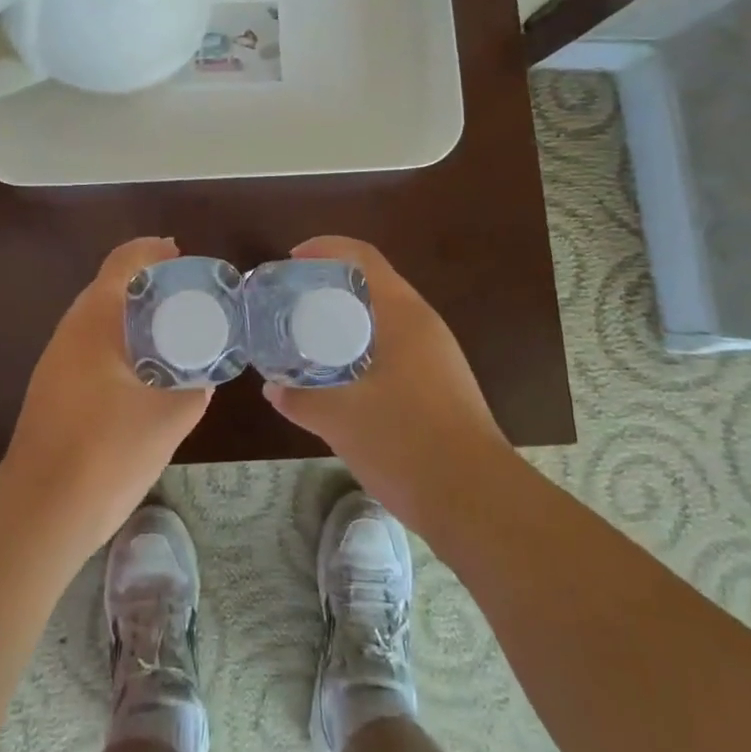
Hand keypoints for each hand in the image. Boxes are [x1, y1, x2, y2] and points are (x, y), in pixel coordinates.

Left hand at [0, 237, 209, 553]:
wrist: (41, 512)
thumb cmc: (106, 452)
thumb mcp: (169, 417)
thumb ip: (195, 386)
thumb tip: (206, 374)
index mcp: (95, 321)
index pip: (123, 263)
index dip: (152, 251)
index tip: (183, 256)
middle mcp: (71, 331)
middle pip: (110, 287)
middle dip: (149, 285)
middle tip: (190, 296)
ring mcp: (57, 361)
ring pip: (101, 320)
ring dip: (135, 316)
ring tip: (175, 331)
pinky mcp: (55, 389)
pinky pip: (94, 347)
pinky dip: (123, 343)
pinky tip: (147, 372)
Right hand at [264, 236, 514, 532]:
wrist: (477, 503)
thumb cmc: (407, 443)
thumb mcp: (341, 419)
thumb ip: (302, 398)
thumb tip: (273, 387)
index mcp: (404, 314)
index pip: (364, 257)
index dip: (325, 248)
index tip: (291, 261)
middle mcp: (424, 325)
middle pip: (373, 284)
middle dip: (331, 286)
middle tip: (292, 303)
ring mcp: (437, 357)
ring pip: (384, 319)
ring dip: (347, 320)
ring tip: (308, 337)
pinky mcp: (441, 386)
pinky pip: (394, 349)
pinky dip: (362, 348)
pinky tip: (340, 377)